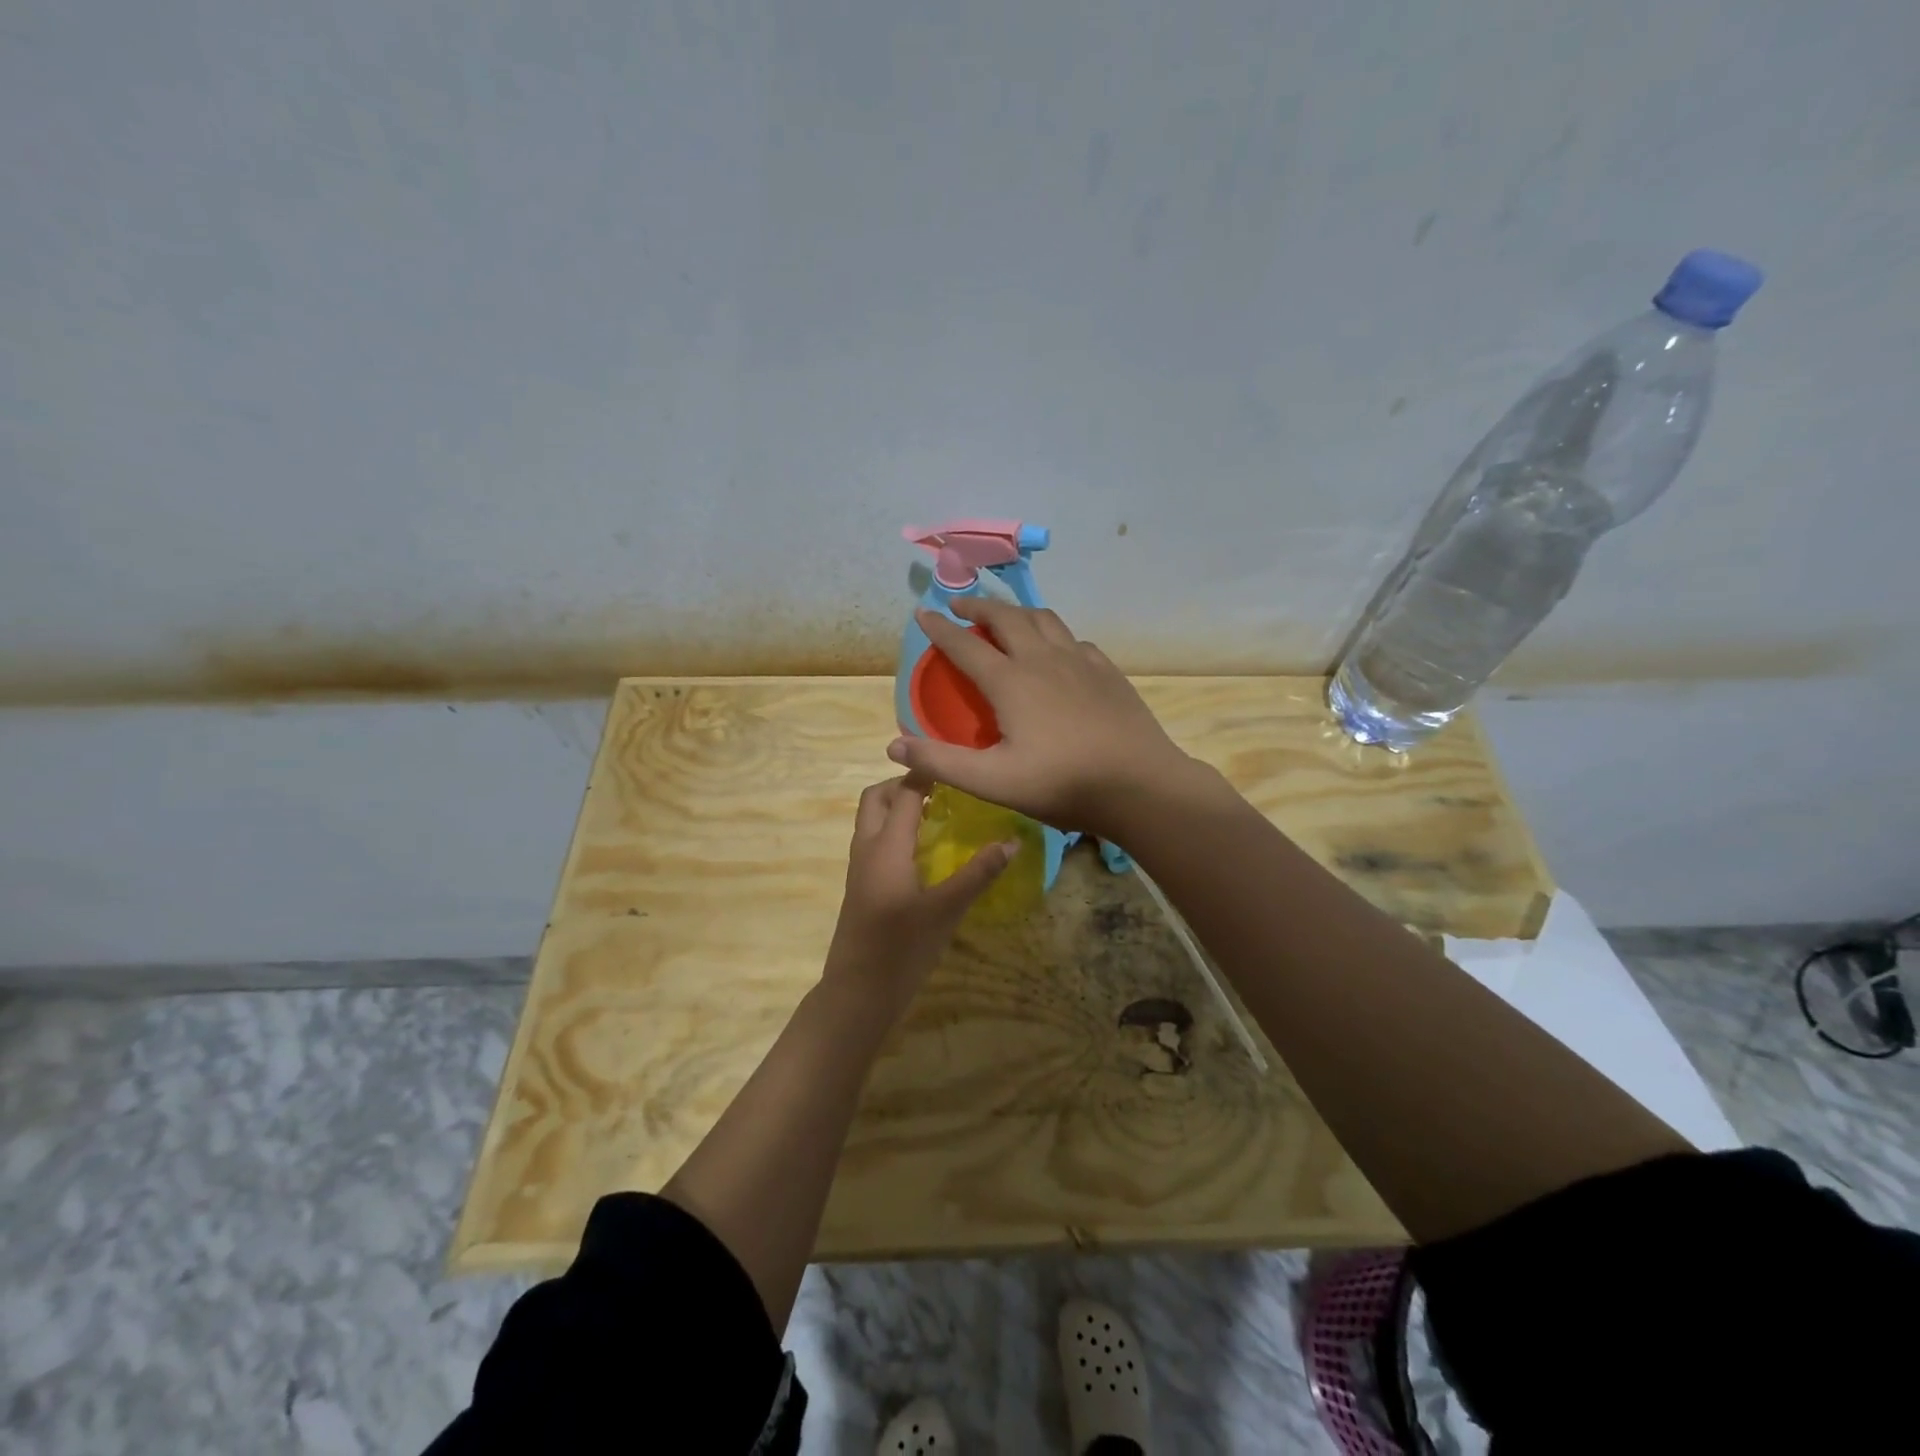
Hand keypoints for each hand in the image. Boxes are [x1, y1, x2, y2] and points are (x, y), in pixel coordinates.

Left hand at [823, 777, 1014, 1019]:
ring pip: (870, 820)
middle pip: (874, 797)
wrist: (857, 994)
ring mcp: (859, 868)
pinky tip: (922, 850)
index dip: (926, 772)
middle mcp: (867, 848)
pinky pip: (873, 841)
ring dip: (895, 806)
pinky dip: (893, 830)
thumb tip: (1013, 840)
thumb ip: (979, 873)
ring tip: (936, 813)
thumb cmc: (902, 949)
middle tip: (941, 788)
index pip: (903, 792)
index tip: (955, 761)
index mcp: (886, 846)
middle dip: (902, 784)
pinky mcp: (861, 886)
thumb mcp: (947, 910)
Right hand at [887, 599, 1200, 838]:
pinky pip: (1074, 640)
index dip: (940, 628)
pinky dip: (1055, 636)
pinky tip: (1058, 652)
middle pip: (1006, 617)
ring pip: (1044, 619)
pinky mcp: (1107, 671)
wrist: (1138, 784)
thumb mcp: (992, 781)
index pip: (965, 645)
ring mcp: (1080, 661)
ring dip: (1018, 613)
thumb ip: (941, 761)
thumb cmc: (1061, 783)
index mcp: (1010, 681)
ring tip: (1007, 618)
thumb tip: (893, 744)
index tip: (923, 611)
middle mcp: (1043, 659)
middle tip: (962, 607)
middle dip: (979, 607)